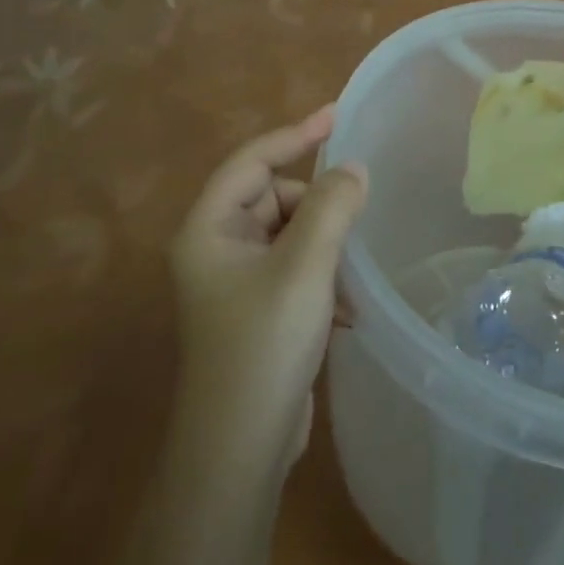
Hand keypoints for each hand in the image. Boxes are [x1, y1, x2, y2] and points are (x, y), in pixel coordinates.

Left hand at [172, 105, 368, 492]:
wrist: (241, 449)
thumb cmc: (265, 344)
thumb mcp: (305, 266)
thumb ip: (332, 206)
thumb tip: (354, 169)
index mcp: (209, 230)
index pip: (252, 161)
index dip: (296, 134)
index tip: (339, 115)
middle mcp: (216, 249)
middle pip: (275, 197)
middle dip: (318, 206)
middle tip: (354, 223)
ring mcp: (236, 282)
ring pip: (291, 234)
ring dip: (326, 245)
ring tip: (351, 272)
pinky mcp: (258, 310)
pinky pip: (296, 267)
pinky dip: (323, 276)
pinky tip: (347, 309)